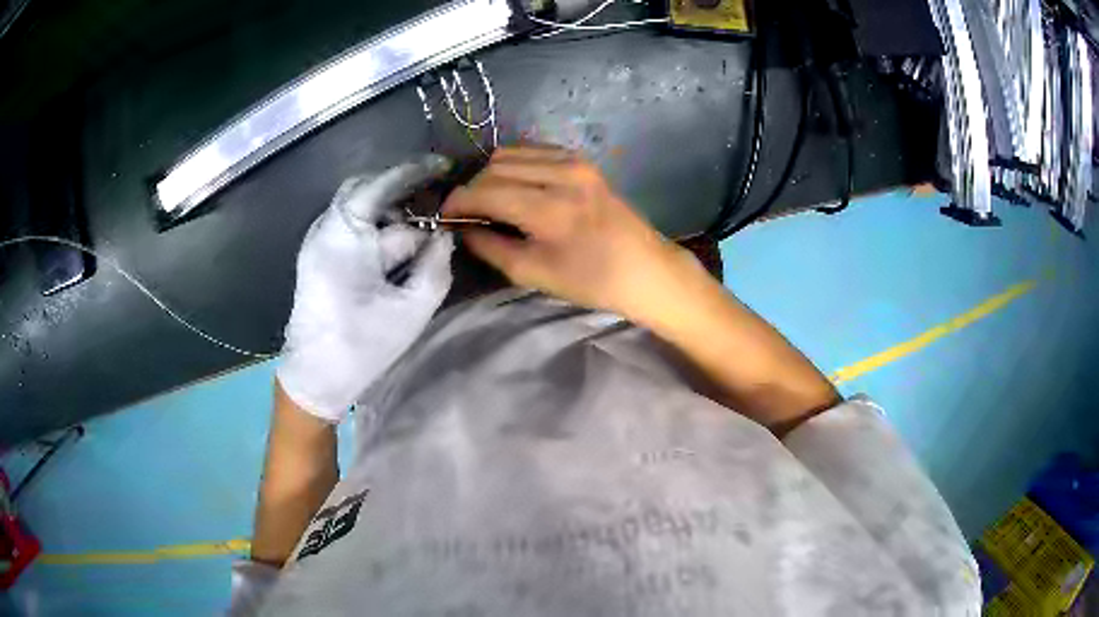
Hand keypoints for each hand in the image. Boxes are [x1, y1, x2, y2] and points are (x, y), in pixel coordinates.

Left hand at [277, 155, 454, 421]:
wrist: (313, 379)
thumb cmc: (360, 345)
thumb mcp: (410, 309)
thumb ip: (435, 266)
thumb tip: (445, 236)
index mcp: (345, 234)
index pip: (382, 184)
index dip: (416, 171)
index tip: (445, 166)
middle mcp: (326, 228)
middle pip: (366, 190)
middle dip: (401, 192)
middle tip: (434, 201)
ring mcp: (319, 242)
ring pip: (359, 211)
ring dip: (391, 218)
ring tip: (420, 237)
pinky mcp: (318, 258)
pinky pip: (351, 229)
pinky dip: (377, 232)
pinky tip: (396, 253)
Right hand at [441, 146, 698, 318]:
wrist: (645, 269)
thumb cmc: (592, 281)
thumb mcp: (535, 274)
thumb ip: (491, 247)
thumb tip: (464, 229)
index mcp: (550, 208)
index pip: (486, 192)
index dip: (458, 203)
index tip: (444, 216)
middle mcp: (561, 174)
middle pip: (494, 169)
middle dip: (472, 190)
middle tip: (468, 215)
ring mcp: (574, 162)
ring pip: (510, 155)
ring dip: (492, 176)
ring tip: (490, 201)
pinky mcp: (581, 160)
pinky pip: (533, 151)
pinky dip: (516, 166)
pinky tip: (517, 187)